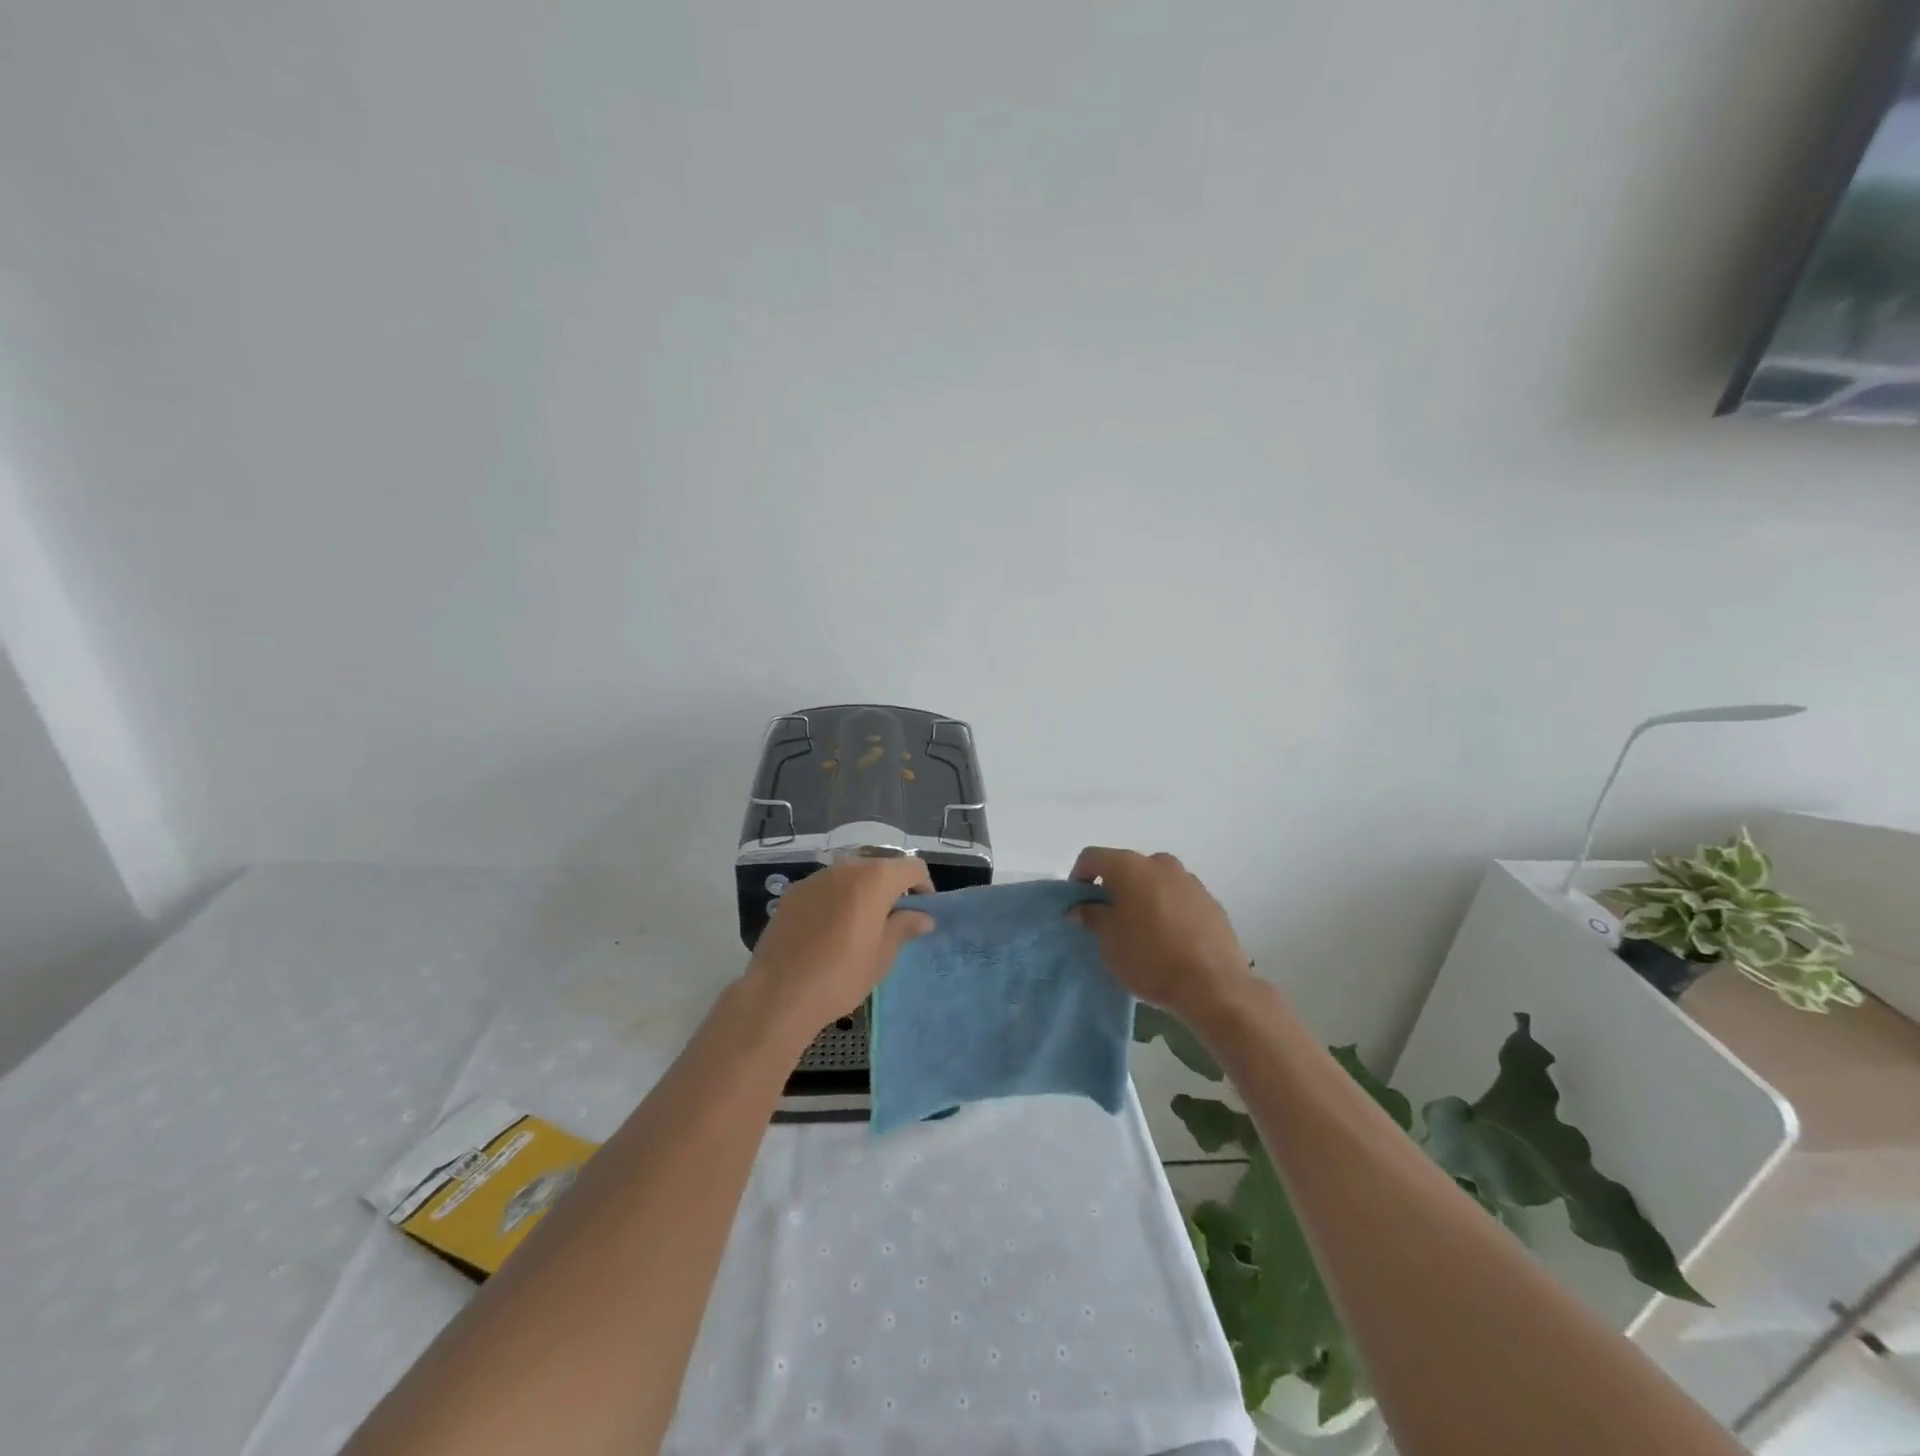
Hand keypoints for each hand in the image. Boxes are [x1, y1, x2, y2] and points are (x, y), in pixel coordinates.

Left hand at [745, 855, 934, 1036]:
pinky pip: (826, 887)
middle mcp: (845, 868)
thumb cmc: (840, 976)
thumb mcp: (882, 956)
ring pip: (851, 875)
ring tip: (861, 926)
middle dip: (892, 888)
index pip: (912, 867)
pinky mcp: (793, 892)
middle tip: (894, 920)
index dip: (923, 886)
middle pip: (880, 867)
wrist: (778, 994)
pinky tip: (830, 930)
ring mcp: (815, 877)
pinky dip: (837, 899)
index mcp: (874, 879)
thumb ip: (905, 927)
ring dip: (863, 892)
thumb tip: (923, 916)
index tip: (922, 911)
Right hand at [1070, 847, 1253, 1026]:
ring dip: (1142, 896)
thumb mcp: (1109, 942)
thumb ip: (1092, 917)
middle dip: (1113, 887)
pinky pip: (1178, 897)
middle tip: (1108, 918)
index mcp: (1131, 867)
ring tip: (1141, 930)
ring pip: (1155, 880)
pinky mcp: (1211, 901)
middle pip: (1127, 866)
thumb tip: (1082, 908)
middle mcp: (1161, 864)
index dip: (1079, 876)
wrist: (1213, 986)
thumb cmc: (1150, 959)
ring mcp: (1190, 881)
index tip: (1079, 903)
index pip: (1093, 857)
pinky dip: (1167, 908)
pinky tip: (1169, 938)